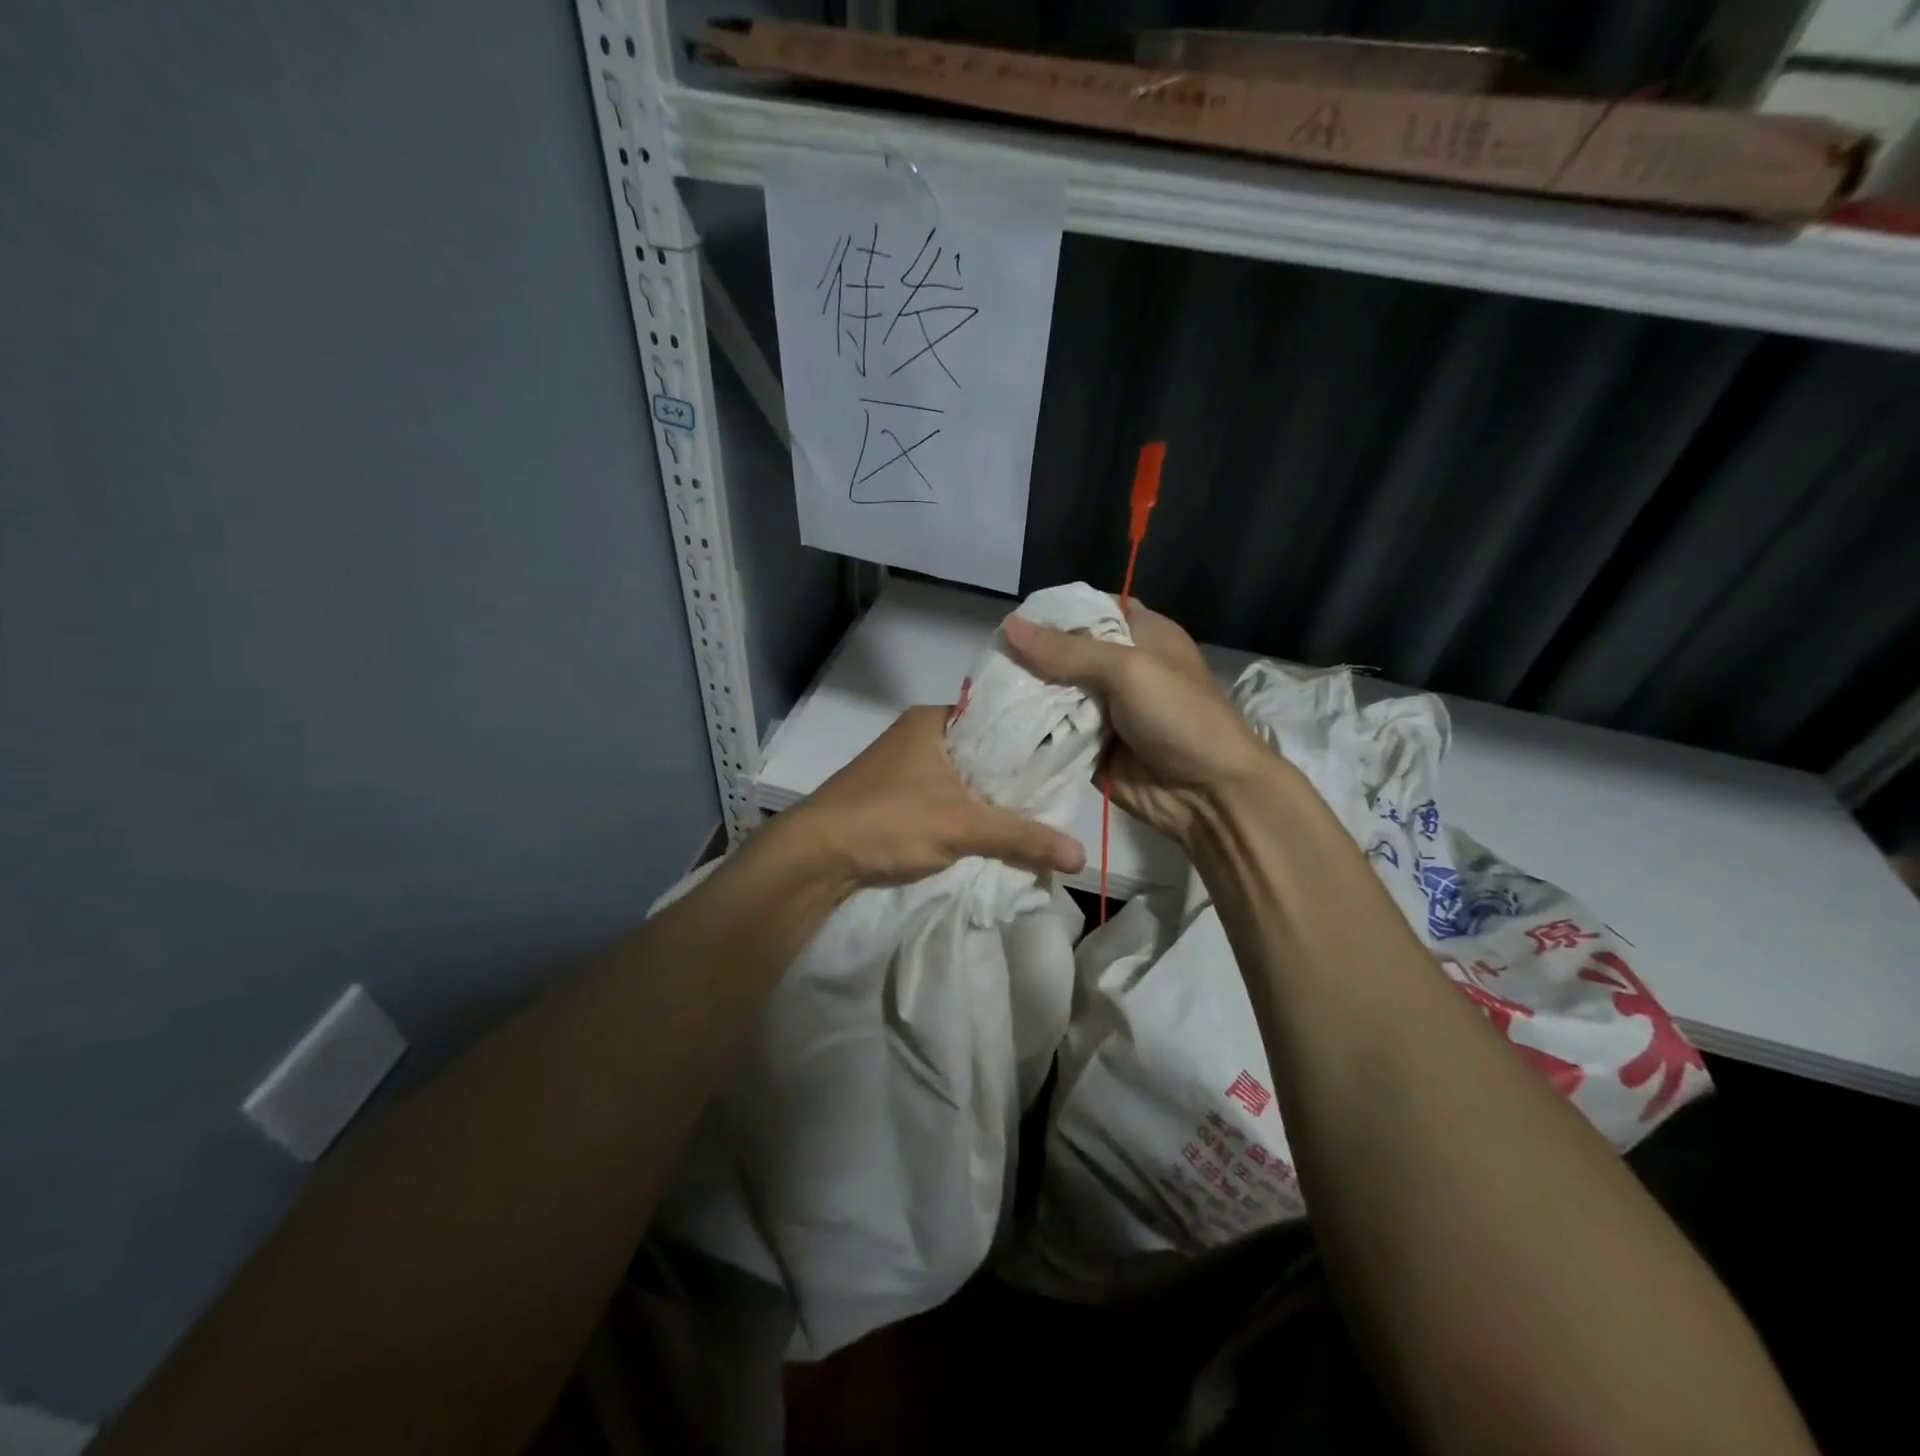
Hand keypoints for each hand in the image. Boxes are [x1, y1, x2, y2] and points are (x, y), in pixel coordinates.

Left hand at [780, 705, 1086, 891]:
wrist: (815, 857)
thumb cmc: (889, 820)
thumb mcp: (964, 826)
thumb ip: (1022, 838)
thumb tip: (1081, 856)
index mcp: (932, 720)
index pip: (997, 718)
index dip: (1031, 738)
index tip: (1066, 758)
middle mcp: (917, 736)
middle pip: (982, 752)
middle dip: (1013, 776)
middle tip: (1056, 793)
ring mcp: (902, 767)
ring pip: (962, 778)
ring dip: (989, 798)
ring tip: (1034, 813)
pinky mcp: (893, 797)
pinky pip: (944, 798)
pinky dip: (967, 813)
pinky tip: (992, 830)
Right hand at [1002, 602, 1273, 848]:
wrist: (1208, 794)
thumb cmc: (1179, 716)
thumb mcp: (1128, 669)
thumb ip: (1067, 650)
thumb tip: (1008, 625)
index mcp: (1140, 634)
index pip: (1090, 609)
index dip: (1053, 612)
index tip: (1012, 620)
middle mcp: (1119, 668)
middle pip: (1064, 653)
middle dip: (1030, 657)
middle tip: (989, 660)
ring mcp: (1104, 709)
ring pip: (1054, 694)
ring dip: (1026, 695)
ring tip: (984, 691)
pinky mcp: (1090, 746)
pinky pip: (1054, 733)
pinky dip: (1032, 730)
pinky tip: (999, 724)